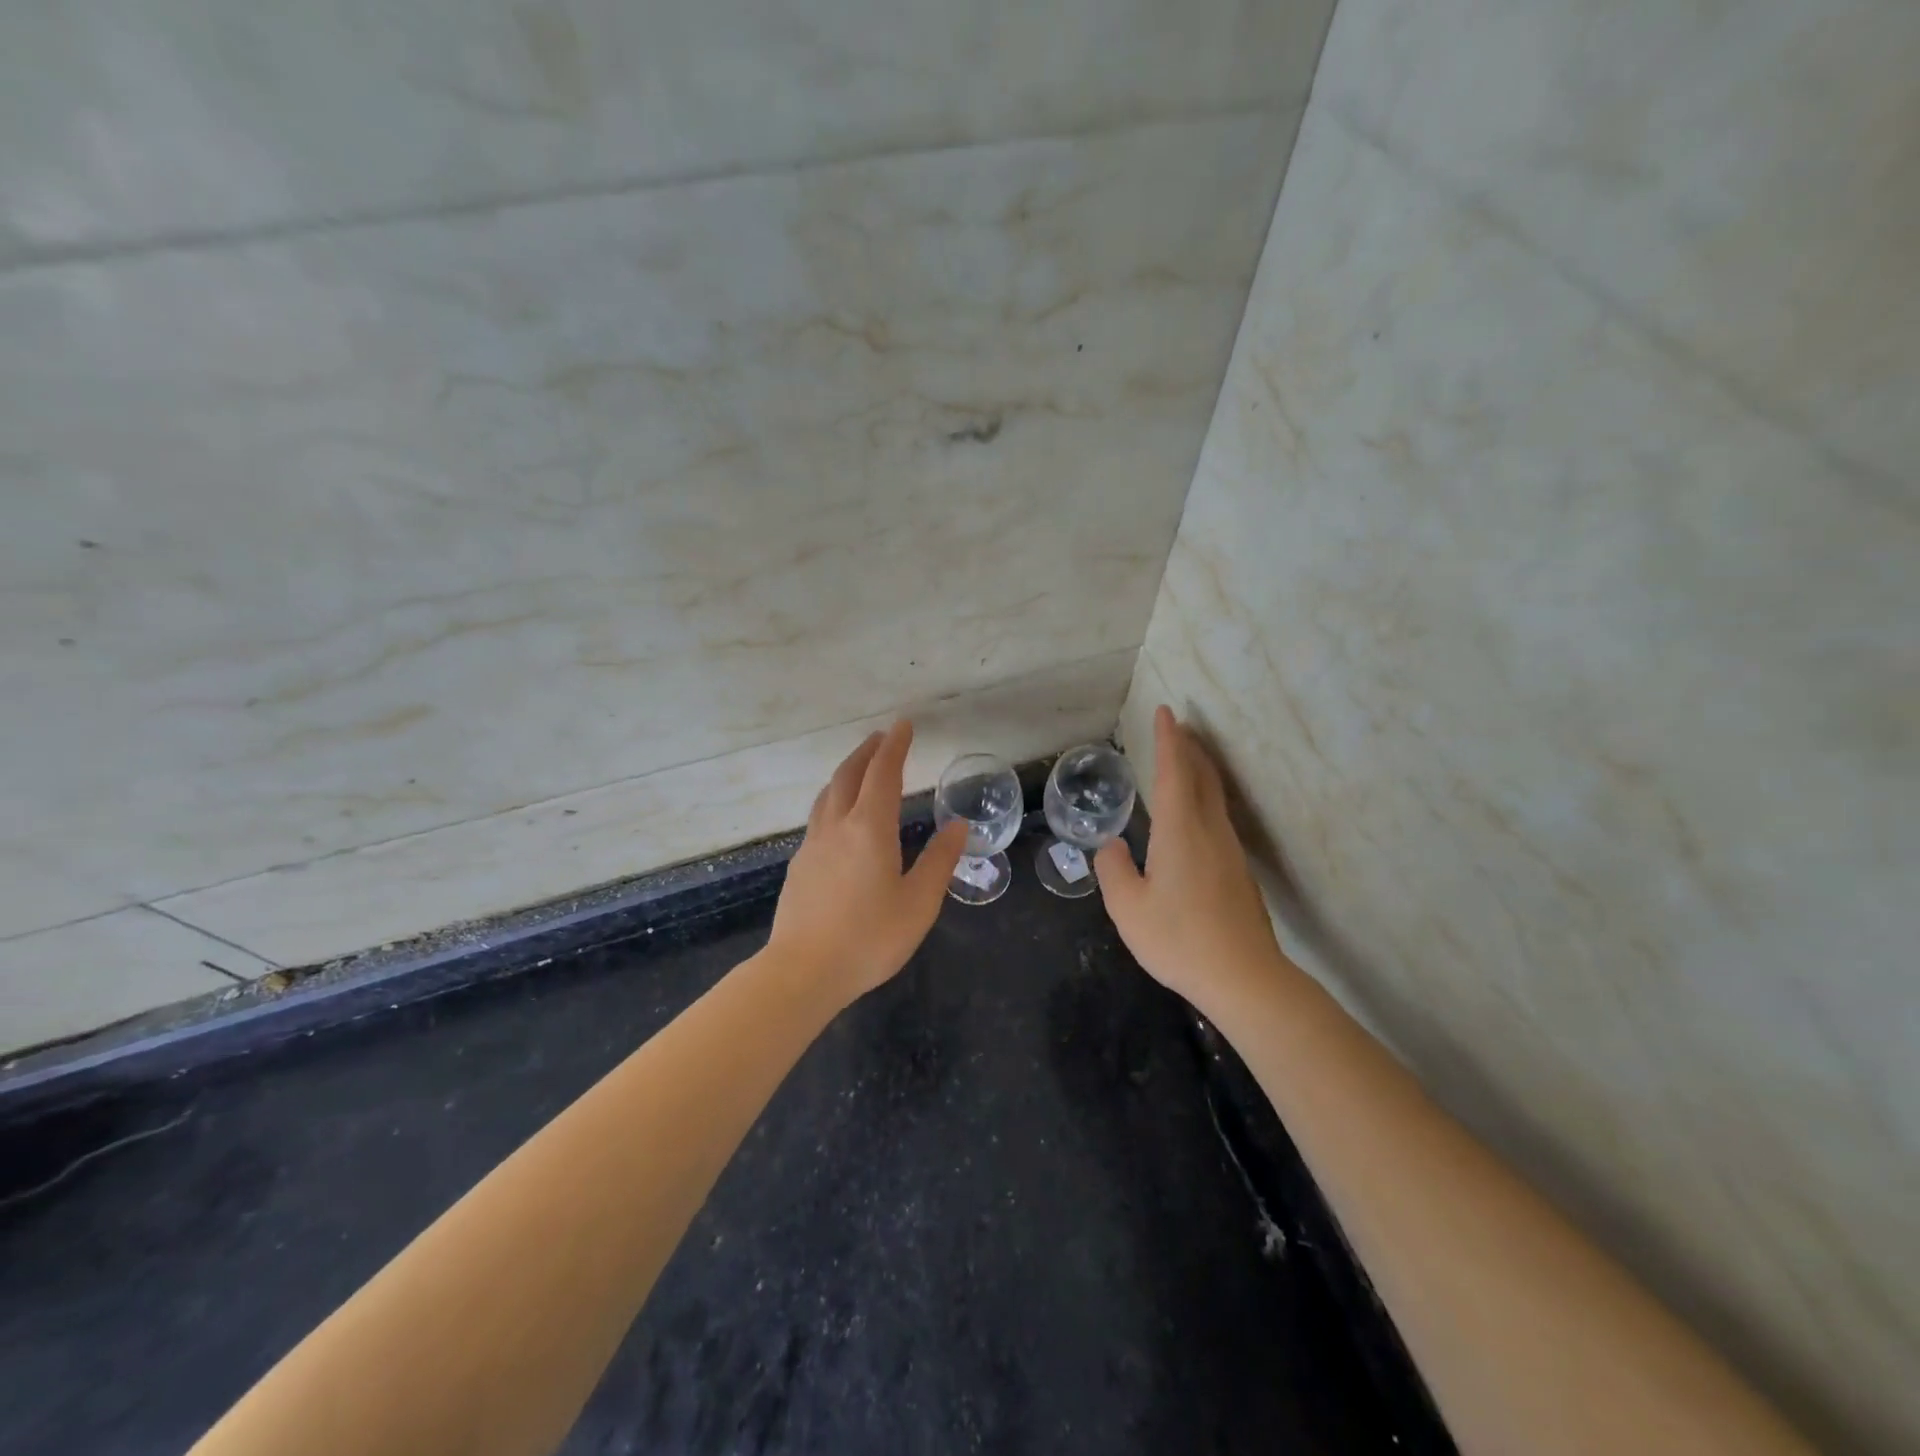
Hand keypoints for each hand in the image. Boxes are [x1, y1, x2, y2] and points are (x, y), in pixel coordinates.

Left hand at [768, 720, 967, 1004]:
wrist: (803, 971)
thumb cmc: (869, 938)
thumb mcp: (918, 903)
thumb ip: (939, 861)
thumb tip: (958, 825)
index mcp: (869, 828)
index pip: (883, 774)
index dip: (894, 746)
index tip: (903, 725)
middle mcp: (837, 826)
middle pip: (849, 775)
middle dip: (867, 752)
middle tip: (882, 738)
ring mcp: (813, 845)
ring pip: (828, 794)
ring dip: (846, 773)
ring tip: (860, 769)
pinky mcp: (800, 866)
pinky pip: (819, 817)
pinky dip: (834, 800)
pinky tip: (840, 818)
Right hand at [1095, 706, 1288, 1007]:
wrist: (1245, 978)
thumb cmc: (1180, 940)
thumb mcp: (1128, 909)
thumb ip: (1114, 871)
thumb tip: (1113, 847)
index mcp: (1180, 832)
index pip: (1174, 773)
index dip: (1168, 741)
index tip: (1166, 712)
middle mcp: (1209, 832)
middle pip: (1202, 777)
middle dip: (1189, 748)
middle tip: (1178, 727)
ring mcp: (1229, 852)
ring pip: (1214, 798)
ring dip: (1200, 772)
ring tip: (1186, 761)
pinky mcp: (1239, 873)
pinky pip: (1218, 819)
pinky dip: (1205, 799)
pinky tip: (1194, 817)